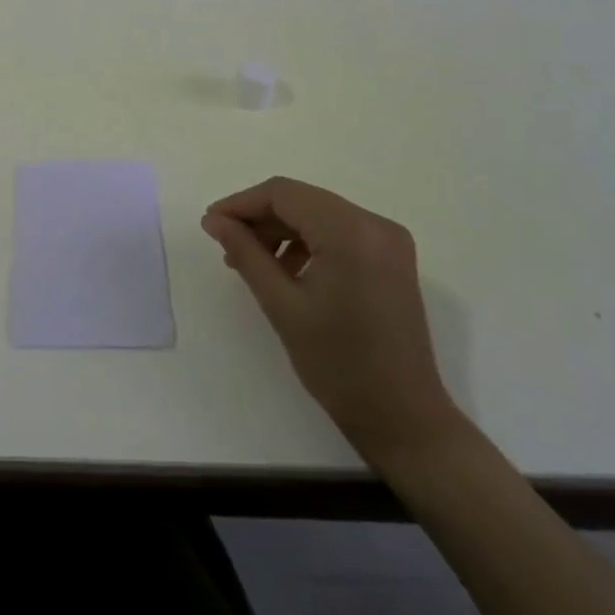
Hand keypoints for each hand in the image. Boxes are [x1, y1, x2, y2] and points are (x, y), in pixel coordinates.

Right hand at [202, 177, 460, 462]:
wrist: (404, 419)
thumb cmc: (338, 364)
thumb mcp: (281, 304)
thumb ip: (245, 252)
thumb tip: (213, 220)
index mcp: (350, 232)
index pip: (284, 194)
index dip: (241, 203)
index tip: (211, 224)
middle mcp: (374, 224)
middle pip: (302, 200)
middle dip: (260, 218)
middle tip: (227, 246)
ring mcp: (388, 240)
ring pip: (318, 214)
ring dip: (281, 230)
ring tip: (252, 262)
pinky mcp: (391, 257)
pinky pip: (338, 231)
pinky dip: (307, 241)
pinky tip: (287, 270)